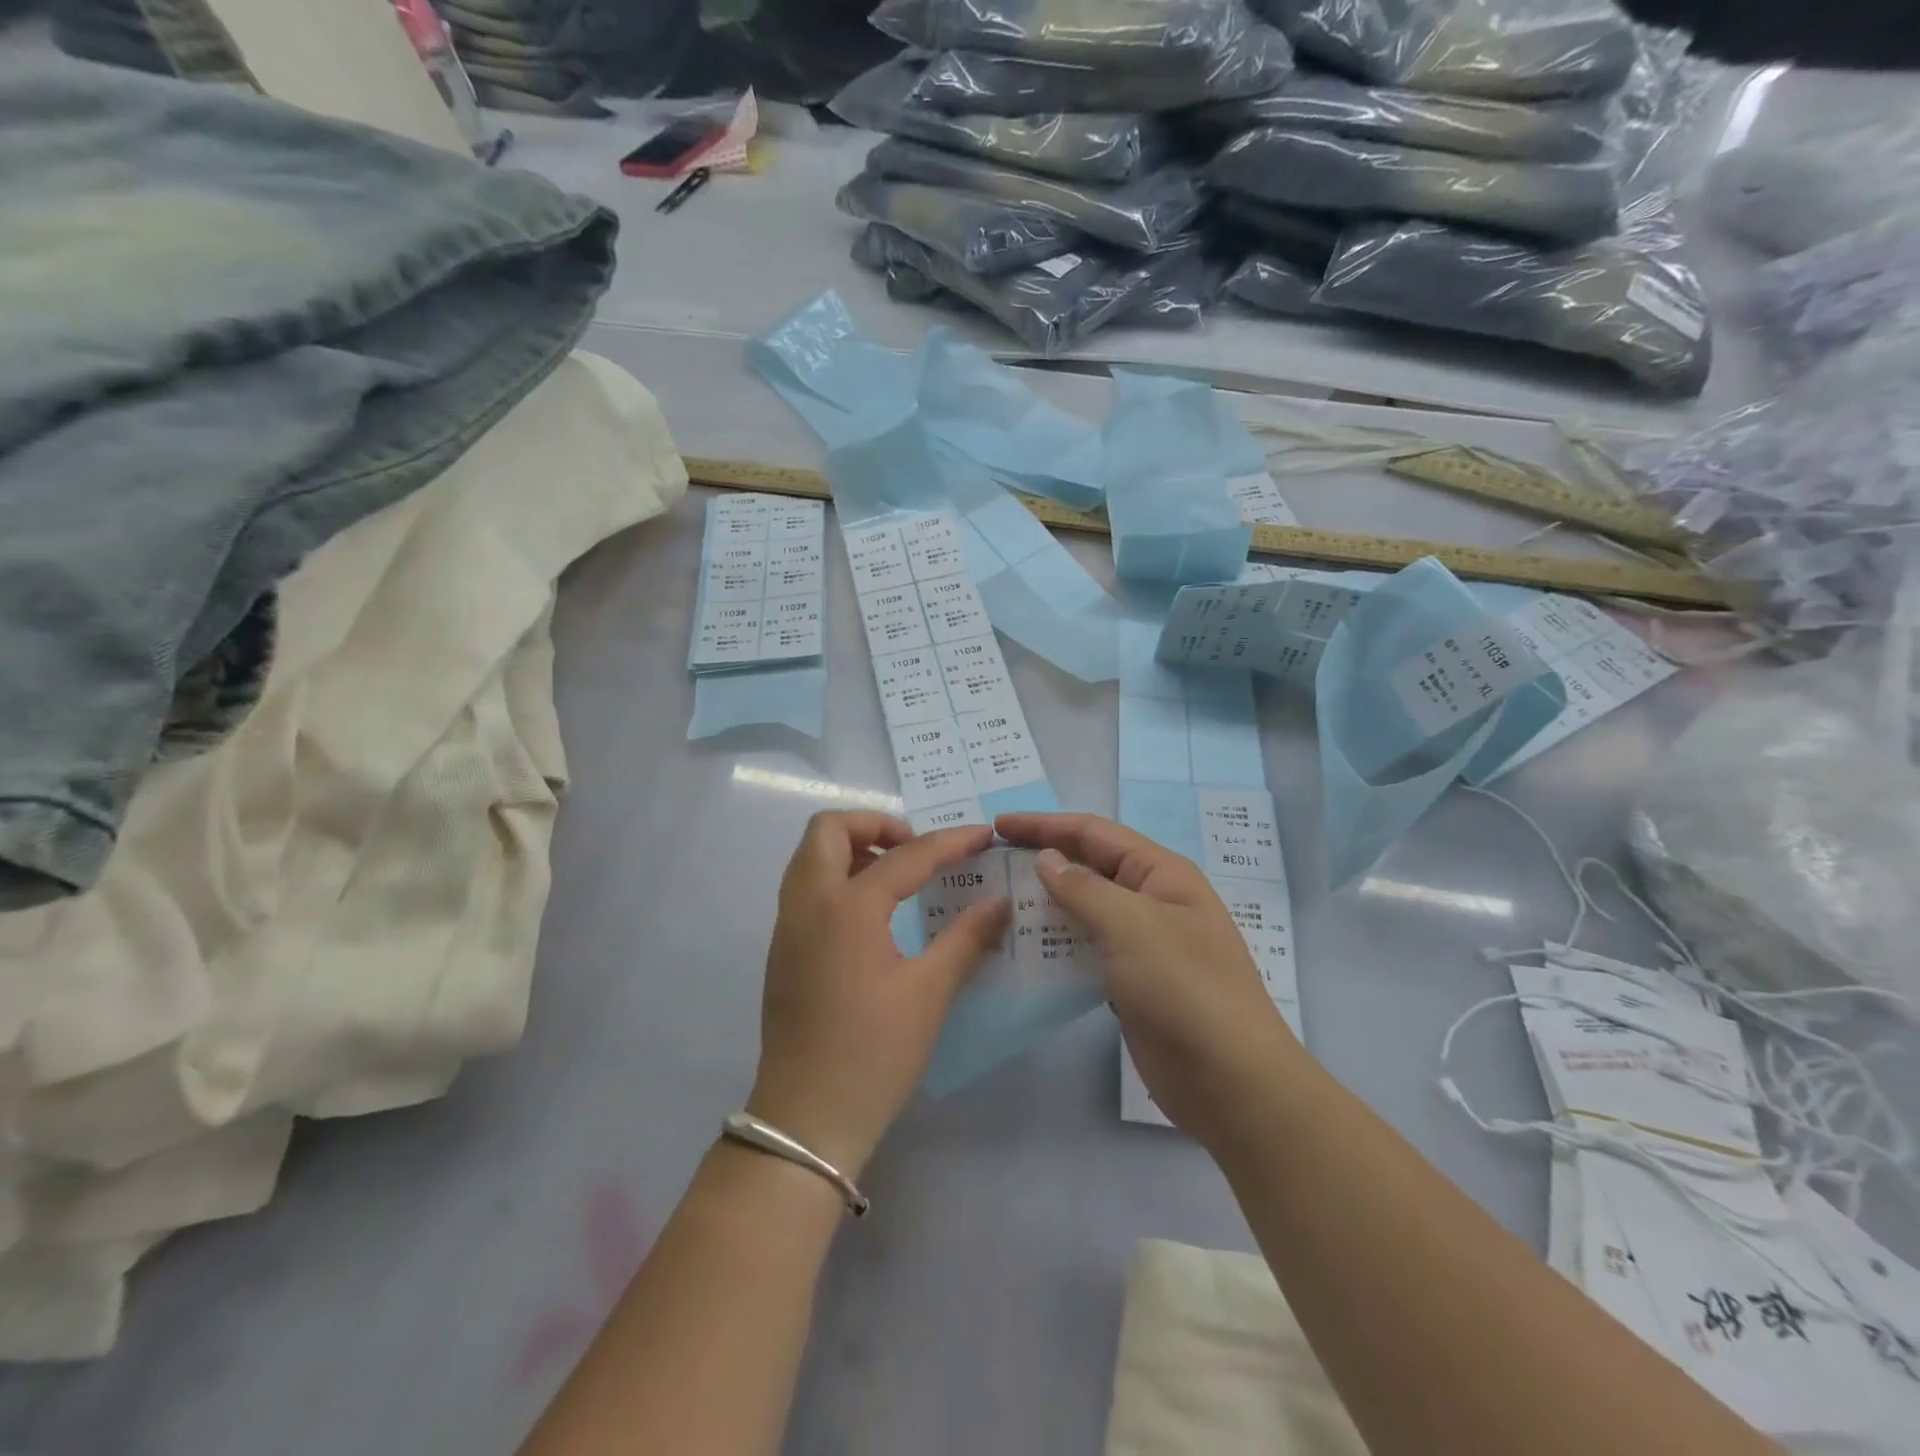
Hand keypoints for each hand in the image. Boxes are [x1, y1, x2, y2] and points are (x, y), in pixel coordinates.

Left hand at [748, 813, 1009, 1178]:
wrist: (805, 1119)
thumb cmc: (874, 1054)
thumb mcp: (929, 994)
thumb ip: (966, 938)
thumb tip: (1000, 902)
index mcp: (846, 908)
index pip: (905, 855)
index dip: (950, 841)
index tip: (983, 835)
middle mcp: (808, 903)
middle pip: (830, 830)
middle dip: (876, 824)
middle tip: (916, 849)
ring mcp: (788, 925)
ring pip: (811, 857)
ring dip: (853, 849)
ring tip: (898, 876)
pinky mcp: (783, 949)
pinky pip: (807, 887)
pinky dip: (837, 876)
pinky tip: (874, 913)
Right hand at [996, 812, 1296, 1145]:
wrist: (1230, 1080)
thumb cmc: (1183, 987)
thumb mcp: (1131, 925)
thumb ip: (1084, 888)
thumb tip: (1047, 859)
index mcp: (1161, 873)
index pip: (1094, 833)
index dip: (1045, 825)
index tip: (998, 825)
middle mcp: (1152, 900)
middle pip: (1089, 866)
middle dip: (1043, 859)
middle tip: (992, 861)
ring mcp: (1143, 943)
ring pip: (1086, 909)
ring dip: (1046, 902)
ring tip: (999, 901)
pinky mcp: (1131, 981)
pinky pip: (1087, 948)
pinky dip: (1057, 943)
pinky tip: (1025, 948)